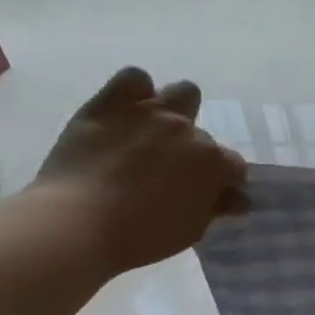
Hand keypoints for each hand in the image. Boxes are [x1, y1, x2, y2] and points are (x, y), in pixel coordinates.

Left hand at [32, 68, 248, 273]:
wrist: (77, 224)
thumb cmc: (142, 236)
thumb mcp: (191, 228)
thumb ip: (216, 207)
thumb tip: (237, 197)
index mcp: (214, 162)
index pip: (233, 166)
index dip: (223, 180)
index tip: (208, 193)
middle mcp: (188, 131)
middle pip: (203, 136)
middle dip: (192, 153)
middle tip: (169, 173)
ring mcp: (151, 113)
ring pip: (183, 93)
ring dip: (177, 111)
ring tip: (156, 133)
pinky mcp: (111, 104)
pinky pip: (134, 78)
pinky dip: (135, 91)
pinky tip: (126, 111)